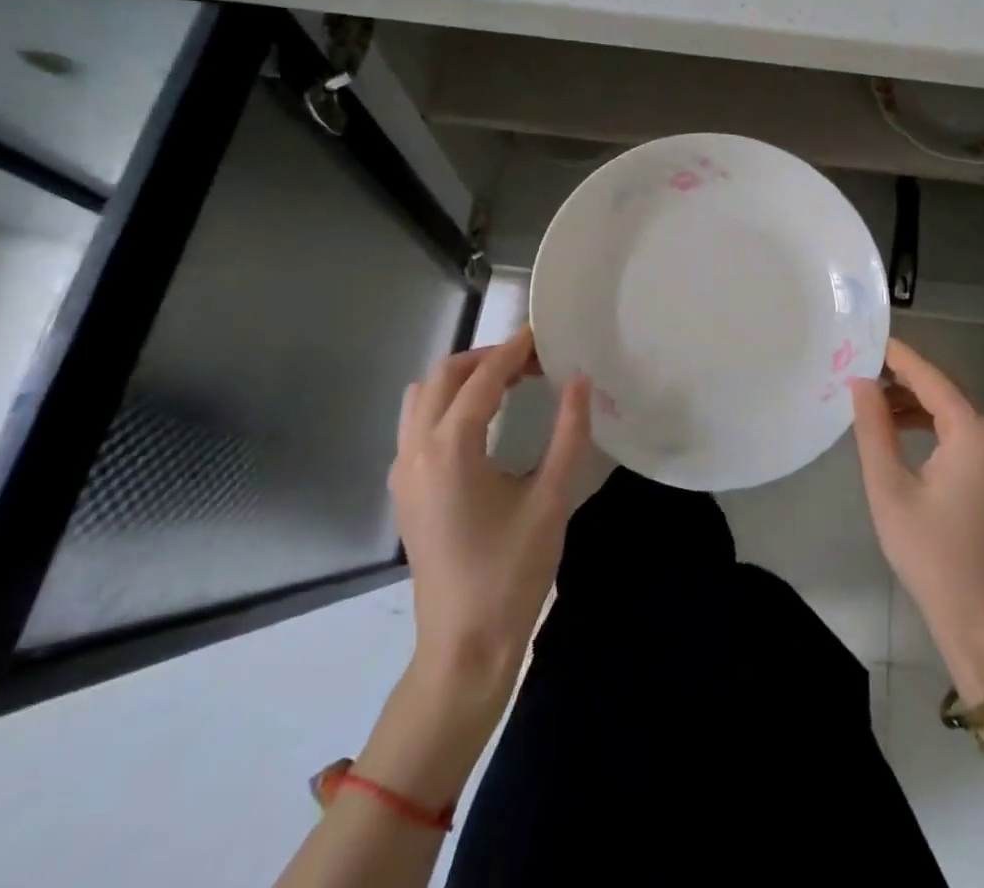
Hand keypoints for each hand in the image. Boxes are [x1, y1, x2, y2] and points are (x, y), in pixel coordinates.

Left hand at [389, 328, 592, 700]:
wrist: (465, 647)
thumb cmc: (512, 573)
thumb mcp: (551, 498)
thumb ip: (569, 432)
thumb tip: (580, 379)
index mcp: (450, 448)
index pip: (482, 378)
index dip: (514, 351)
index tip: (544, 335)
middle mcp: (415, 450)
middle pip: (442, 376)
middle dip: (486, 358)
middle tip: (531, 361)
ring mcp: (402, 471)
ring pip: (422, 397)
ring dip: (461, 379)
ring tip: (507, 384)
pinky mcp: (404, 490)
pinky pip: (416, 424)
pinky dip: (446, 404)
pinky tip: (482, 422)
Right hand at [850, 338, 983, 700]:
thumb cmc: (931, 554)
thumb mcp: (889, 487)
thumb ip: (874, 427)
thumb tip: (862, 381)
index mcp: (975, 432)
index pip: (931, 378)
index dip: (898, 357)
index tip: (868, 339)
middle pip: (945, 395)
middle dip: (903, 384)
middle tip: (860, 376)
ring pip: (956, 415)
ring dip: (918, 408)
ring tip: (875, 408)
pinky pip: (969, 437)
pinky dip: (937, 430)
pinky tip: (906, 434)